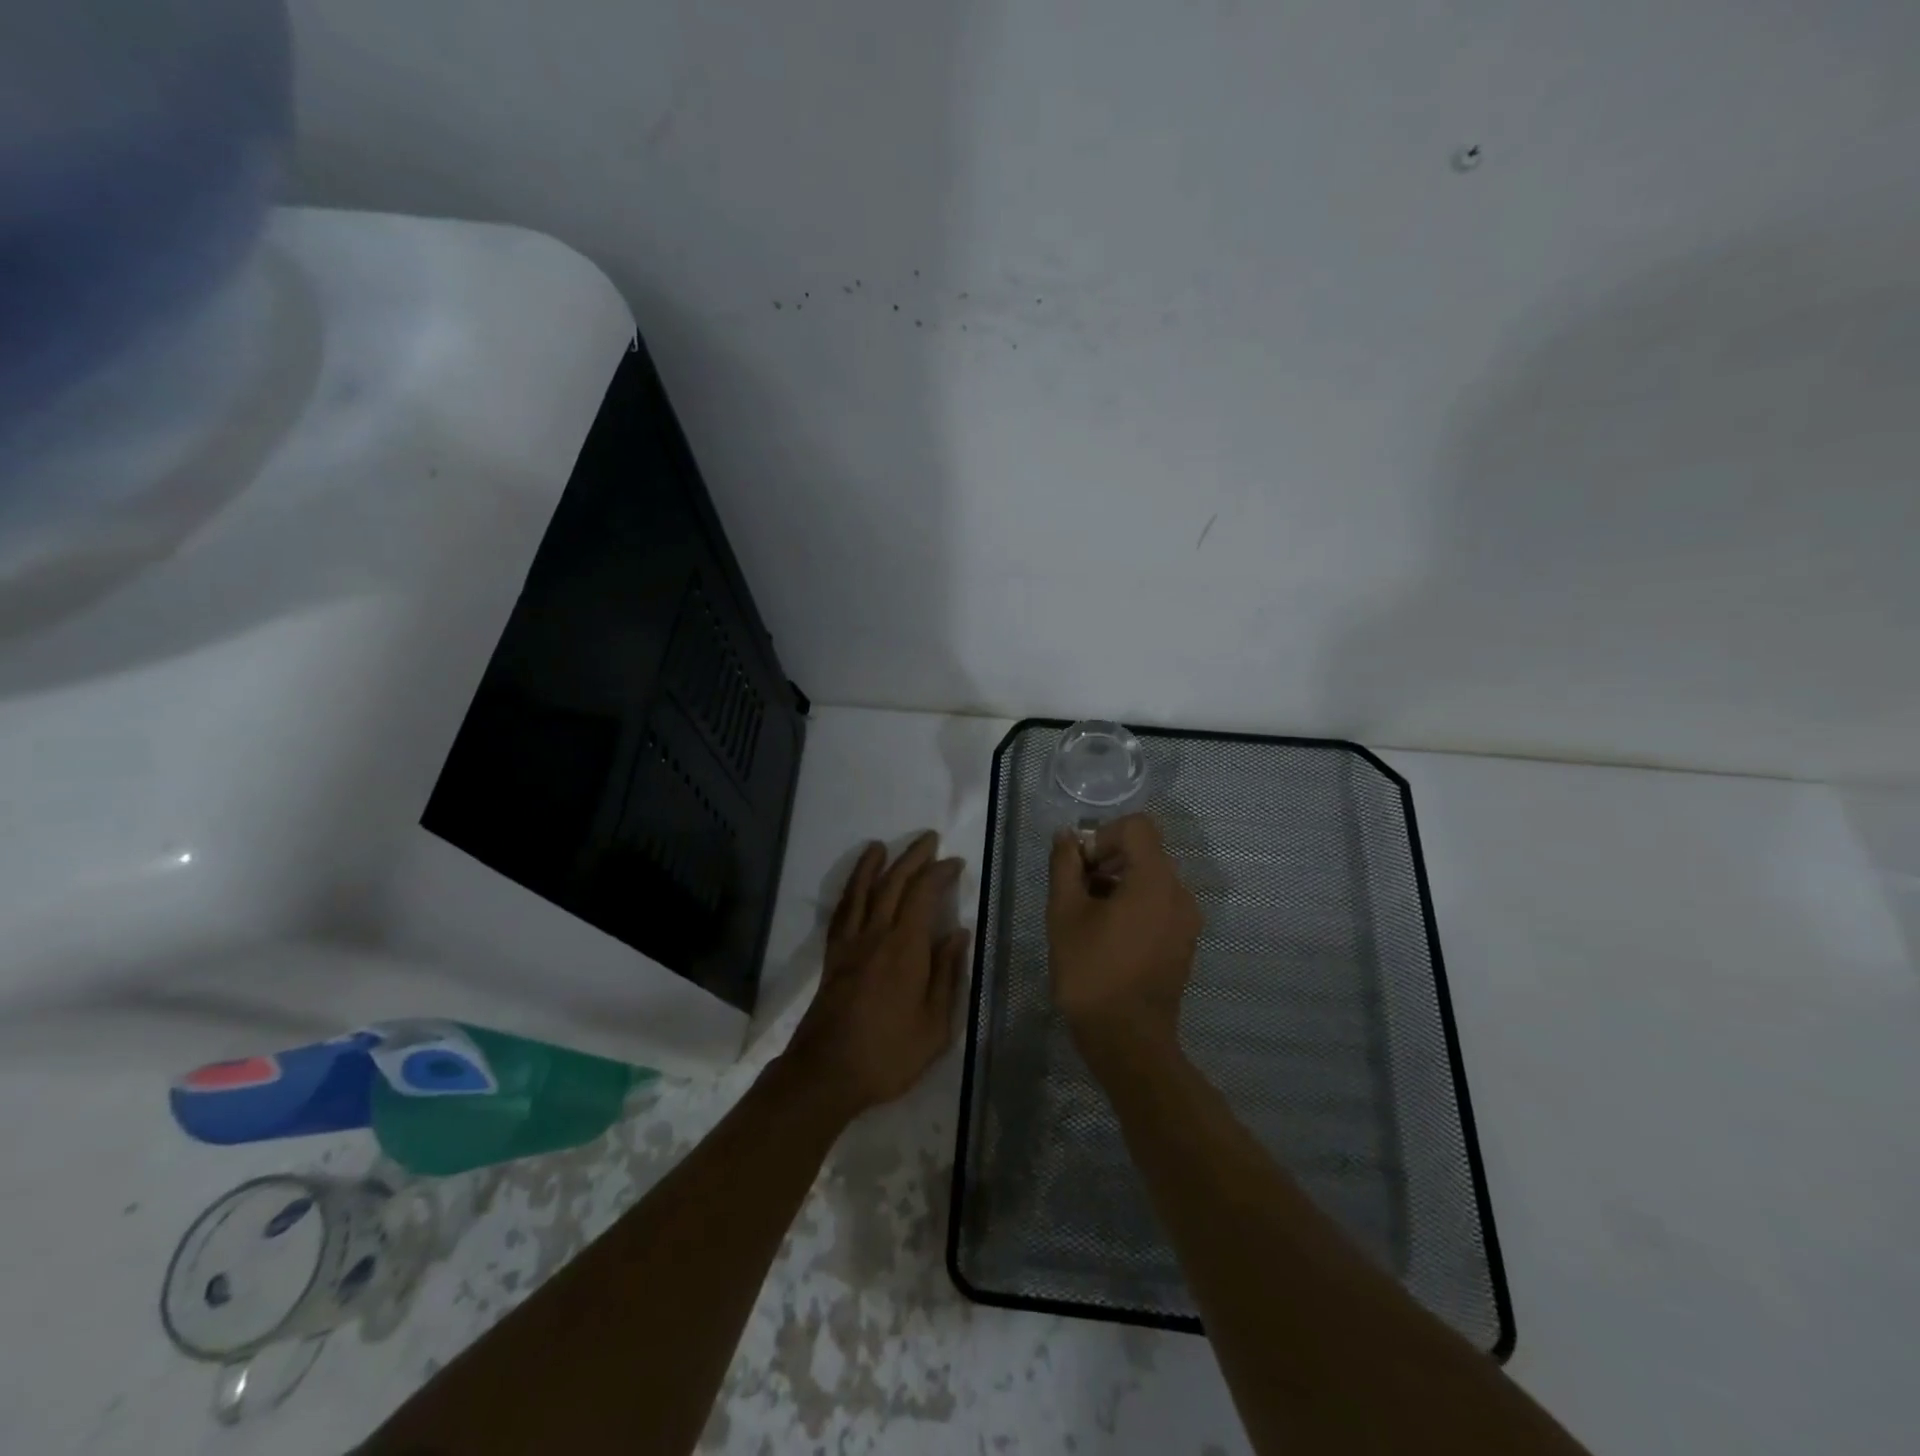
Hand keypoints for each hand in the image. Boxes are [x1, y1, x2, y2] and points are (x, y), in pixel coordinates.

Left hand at [784, 832, 969, 1119]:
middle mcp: (876, 935)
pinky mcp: (832, 957)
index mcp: (905, 948)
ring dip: (873, 865)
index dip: (940, 874)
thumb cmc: (889, 1053)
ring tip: (880, 845)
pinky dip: (848, 892)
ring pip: (862, 892)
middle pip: (893, 884)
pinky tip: (853, 887)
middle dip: (912, 857)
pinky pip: (841, 913)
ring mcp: (849, 944)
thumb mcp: (935, 1025)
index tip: (955, 862)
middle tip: (928, 838)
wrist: (826, 1073)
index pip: (924, 895)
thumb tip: (958, 933)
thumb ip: (947, 975)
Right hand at [1047, 814, 1201, 1052]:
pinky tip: (1108, 936)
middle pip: (1145, 852)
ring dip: (1119, 884)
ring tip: (1088, 916)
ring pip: (1151, 880)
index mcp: (1155, 880)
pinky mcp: (1184, 944)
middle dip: (1107, 860)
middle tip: (1076, 891)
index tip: (1081, 867)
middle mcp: (1180, 893)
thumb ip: (1065, 865)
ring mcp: (1187, 921)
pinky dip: (1135, 906)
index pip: (1137, 827)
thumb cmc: (1091, 972)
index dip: (1103, 835)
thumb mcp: (1065, 913)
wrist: (1128, 1041)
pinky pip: (1160, 905)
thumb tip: (1067, 837)